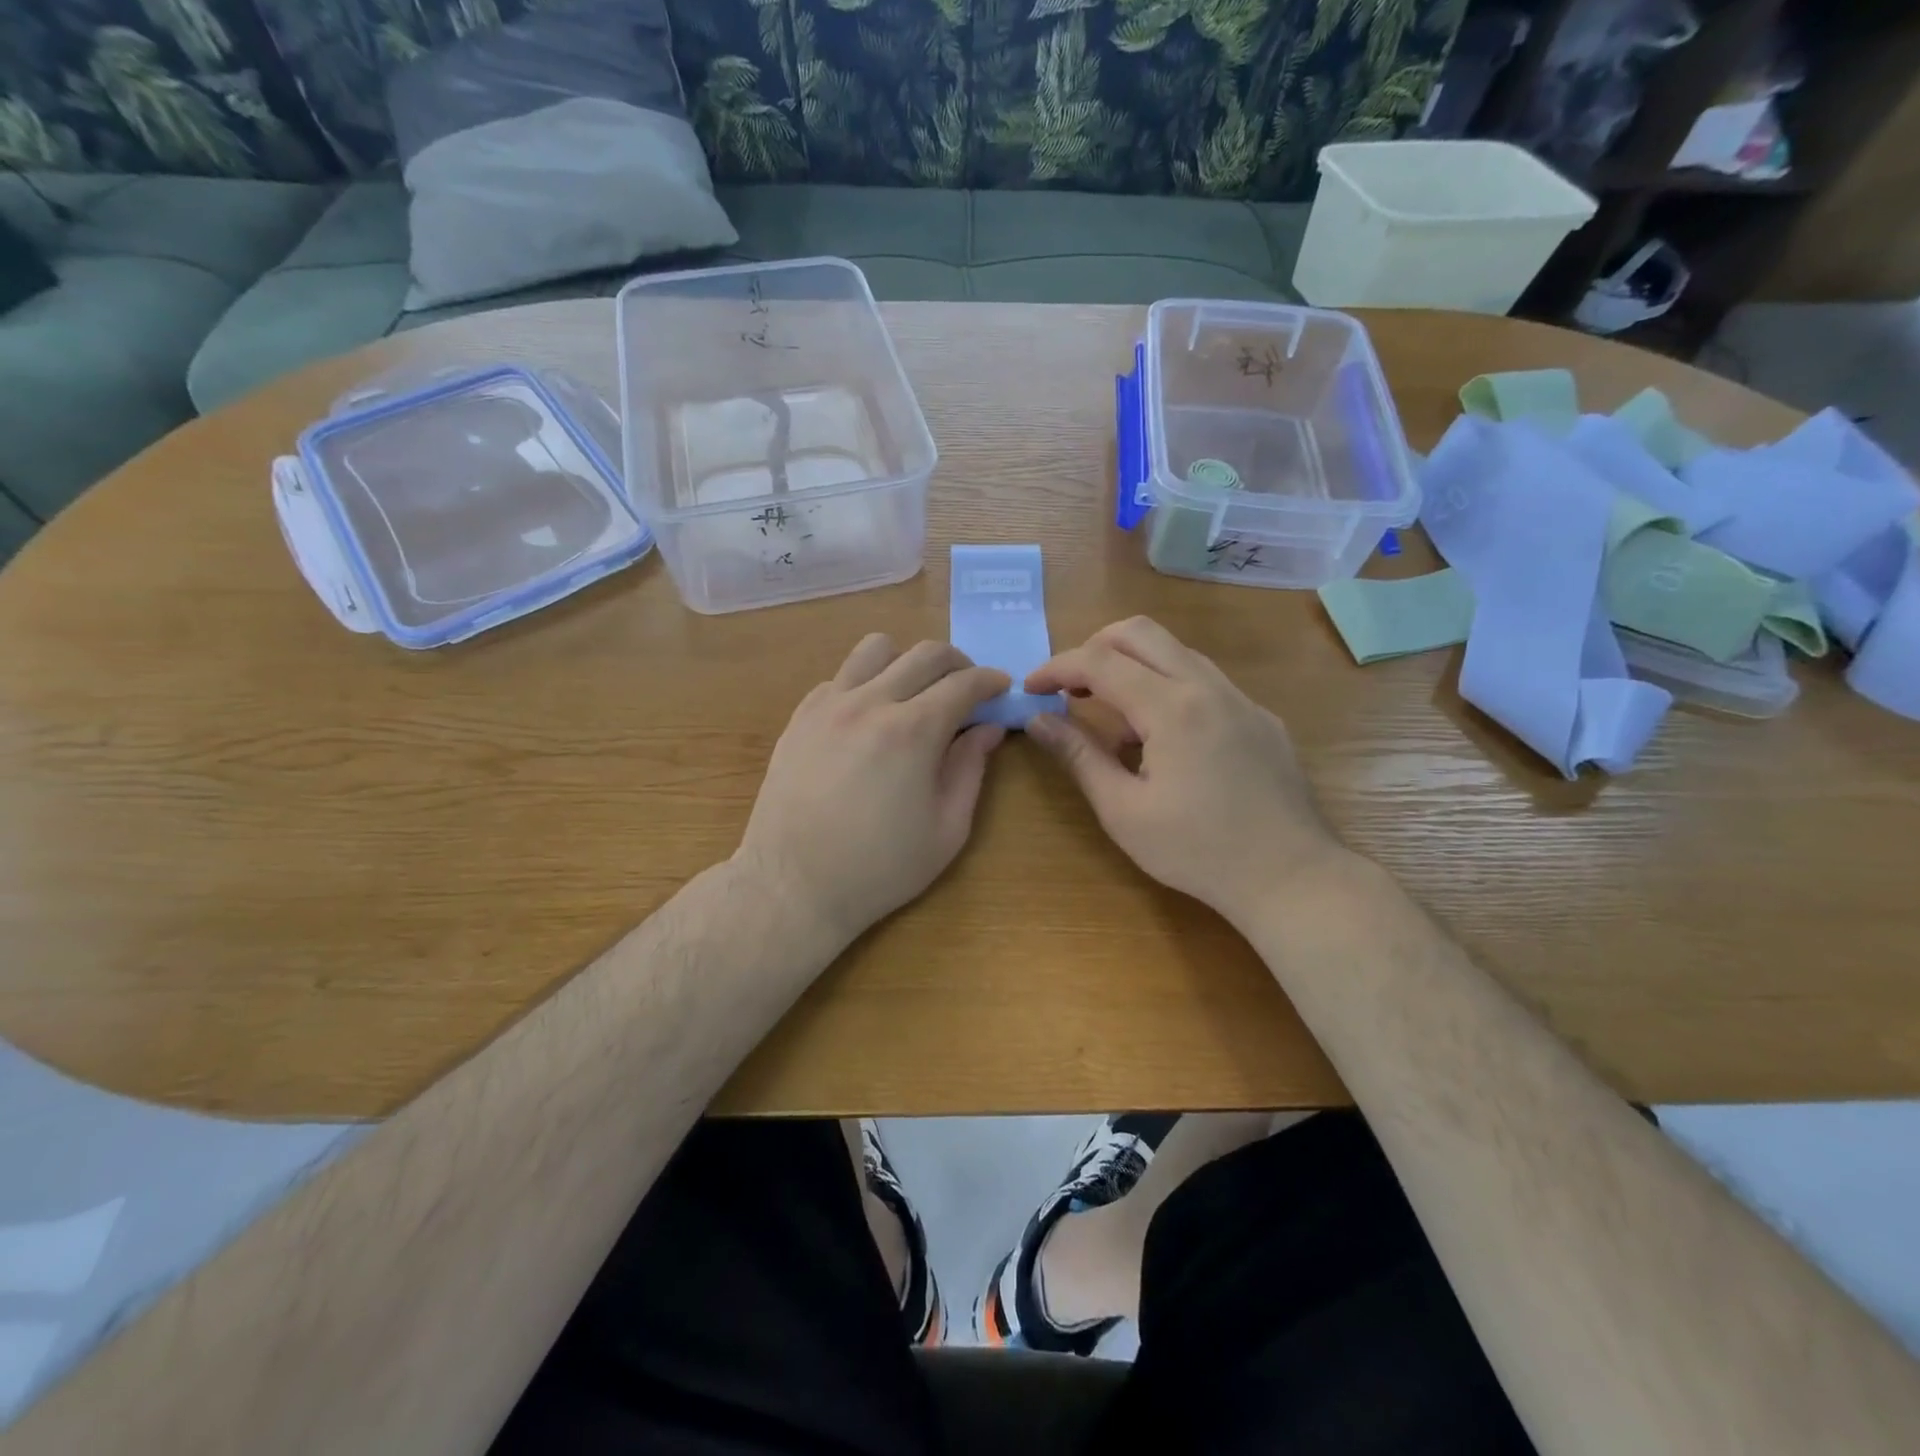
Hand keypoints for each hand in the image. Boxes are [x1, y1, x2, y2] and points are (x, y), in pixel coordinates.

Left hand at [737, 634, 1010, 947]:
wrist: (793, 885)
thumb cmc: (880, 868)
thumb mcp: (946, 829)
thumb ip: (971, 769)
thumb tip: (988, 729)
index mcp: (912, 731)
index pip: (963, 683)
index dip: (990, 681)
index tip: (1001, 687)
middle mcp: (870, 703)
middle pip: (924, 653)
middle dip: (958, 662)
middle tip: (968, 687)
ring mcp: (828, 705)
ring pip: (875, 649)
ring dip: (906, 660)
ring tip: (915, 691)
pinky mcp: (799, 717)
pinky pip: (839, 677)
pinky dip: (865, 683)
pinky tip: (869, 717)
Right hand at [1024, 617, 1348, 926]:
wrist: (1292, 876)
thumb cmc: (1197, 851)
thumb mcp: (1123, 811)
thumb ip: (1079, 756)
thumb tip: (1039, 720)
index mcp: (1172, 707)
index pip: (1100, 661)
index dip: (1056, 667)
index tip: (1030, 688)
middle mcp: (1208, 686)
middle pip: (1140, 632)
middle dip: (1093, 648)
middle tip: (1068, 687)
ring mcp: (1241, 699)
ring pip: (1176, 652)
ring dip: (1132, 667)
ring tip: (1110, 718)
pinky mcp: (1260, 718)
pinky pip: (1204, 681)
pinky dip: (1167, 688)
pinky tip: (1162, 740)